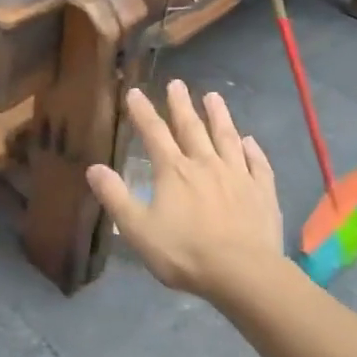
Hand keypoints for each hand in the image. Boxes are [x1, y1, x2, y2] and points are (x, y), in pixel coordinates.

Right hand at [87, 81, 287, 301]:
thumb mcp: (138, 229)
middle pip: (192, 128)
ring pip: (227, 138)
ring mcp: (238, 176)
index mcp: (174, 171)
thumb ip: (115, 197)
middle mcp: (206, 164)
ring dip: (219, 116)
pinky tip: (250, 141)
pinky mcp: (263, 192)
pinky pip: (258, 164)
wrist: (243, 273)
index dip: (143, 112)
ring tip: (214, 97)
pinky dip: (253, 150)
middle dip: (181, 105)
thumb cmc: (185, 253)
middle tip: (177, 83)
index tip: (135, 92)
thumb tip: (93, 168)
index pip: (154, 133)